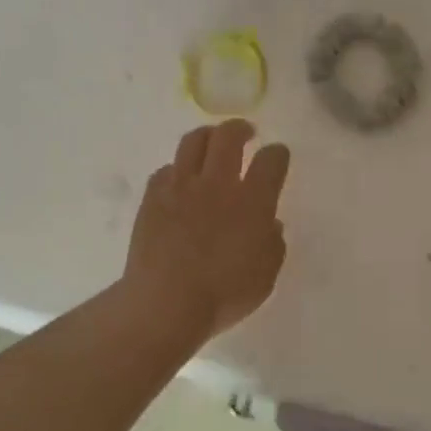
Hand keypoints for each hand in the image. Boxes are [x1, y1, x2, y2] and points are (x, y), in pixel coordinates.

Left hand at [123, 120, 291, 340]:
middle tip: (246, 132)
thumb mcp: (266, 276)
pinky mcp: (152, 197)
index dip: (278, 154)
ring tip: (211, 141)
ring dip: (207, 136)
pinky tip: (179, 180)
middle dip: (241, 129)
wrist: (166, 302)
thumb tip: (268, 224)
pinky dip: (177, 170)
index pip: (271, 160)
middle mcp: (218, 184)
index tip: (277, 156)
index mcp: (253, 201)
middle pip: (229, 136)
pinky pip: (166, 170)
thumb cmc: (224, 295)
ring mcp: (181, 187)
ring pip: (193, 142)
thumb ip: (272, 244)